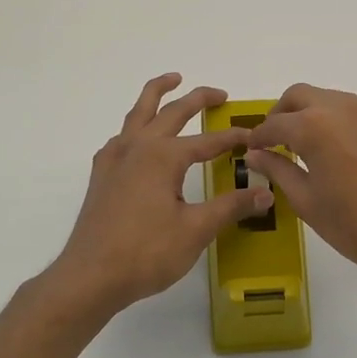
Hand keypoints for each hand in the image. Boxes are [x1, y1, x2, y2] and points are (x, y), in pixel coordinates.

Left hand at [48, 74, 273, 317]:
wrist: (90, 276)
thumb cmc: (146, 252)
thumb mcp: (196, 230)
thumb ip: (231, 207)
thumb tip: (266, 193)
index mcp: (163, 156)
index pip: (208, 141)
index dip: (233, 138)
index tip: (254, 137)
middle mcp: (137, 148)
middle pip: (171, 113)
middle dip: (197, 99)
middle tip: (219, 93)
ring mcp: (114, 160)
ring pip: (138, 114)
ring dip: (157, 94)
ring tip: (171, 80)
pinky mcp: (101, 176)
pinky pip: (120, 137)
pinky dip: (134, 126)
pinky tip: (138, 138)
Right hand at [242, 84, 356, 296]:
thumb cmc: (356, 226)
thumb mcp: (307, 202)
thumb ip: (278, 170)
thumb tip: (255, 154)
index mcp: (314, 126)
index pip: (275, 123)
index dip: (259, 136)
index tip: (254, 149)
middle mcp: (345, 107)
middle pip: (303, 95)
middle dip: (285, 113)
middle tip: (280, 139)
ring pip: (337, 101)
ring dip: (320, 116)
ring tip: (319, 148)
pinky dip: (352, 126)